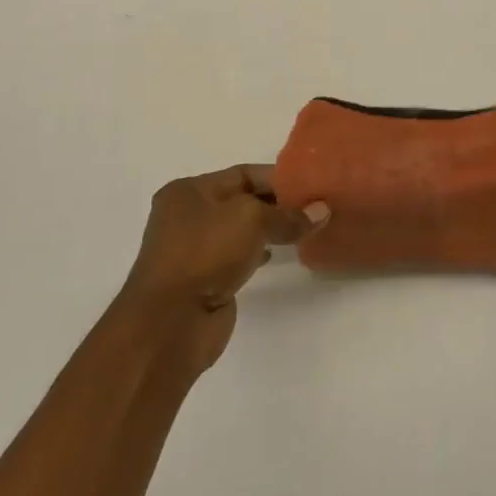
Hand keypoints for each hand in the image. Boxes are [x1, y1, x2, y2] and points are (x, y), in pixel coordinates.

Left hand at [114, 165, 327, 374]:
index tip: (312, 186)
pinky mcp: (204, 278)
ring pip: (241, 230)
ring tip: (305, 229)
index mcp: (188, 191)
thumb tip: (323, 211)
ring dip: (270, 229)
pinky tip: (280, 254)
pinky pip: (237, 256)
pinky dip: (259, 252)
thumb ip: (288, 215)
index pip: (242, 174)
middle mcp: (187, 216)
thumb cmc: (206, 253)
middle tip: (315, 207)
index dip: (278, 178)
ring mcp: (194, 249)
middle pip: (242, 201)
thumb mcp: (252, 220)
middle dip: (277, 203)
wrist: (171, 321)